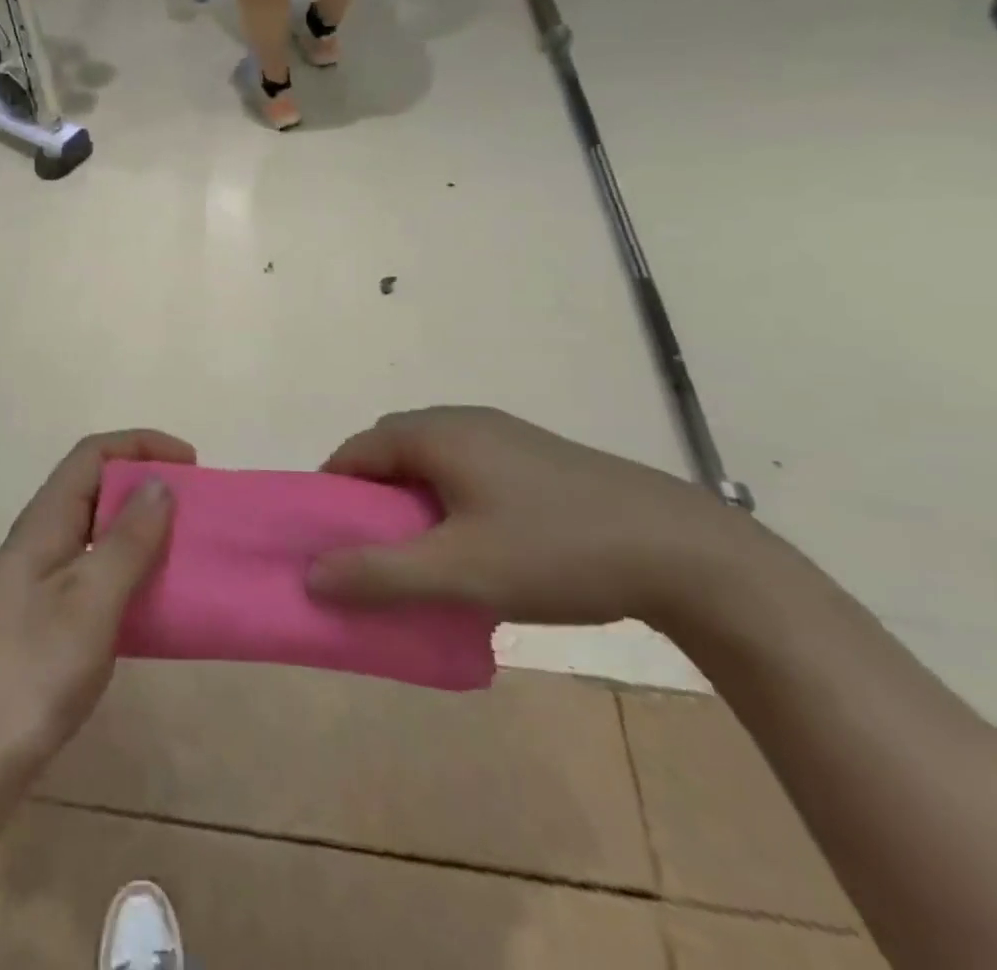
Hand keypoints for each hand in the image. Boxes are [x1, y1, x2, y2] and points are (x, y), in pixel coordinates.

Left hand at [0, 430, 188, 784]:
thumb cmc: (30, 671)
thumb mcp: (89, 600)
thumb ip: (127, 541)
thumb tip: (161, 483)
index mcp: (45, 523)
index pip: (92, 455)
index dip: (141, 445)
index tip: (192, 463)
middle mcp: (41, 542)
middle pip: (96, 489)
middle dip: (146, 486)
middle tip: (196, 509)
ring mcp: (41, 584)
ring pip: (99, 535)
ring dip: (142, 532)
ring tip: (186, 549)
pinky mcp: (47, 623)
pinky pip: (98, 577)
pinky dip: (132, 575)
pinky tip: (157, 602)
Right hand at [307, 408, 752, 627]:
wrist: (686, 552)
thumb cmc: (555, 552)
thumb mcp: (459, 573)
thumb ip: (379, 573)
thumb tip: (311, 574)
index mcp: (436, 433)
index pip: (356, 451)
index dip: (332, 492)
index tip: (327, 540)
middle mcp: (464, 421)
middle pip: (390, 450)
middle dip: (369, 498)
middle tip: (370, 552)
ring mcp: (505, 435)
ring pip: (431, 460)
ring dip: (410, 499)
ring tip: (420, 553)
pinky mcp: (536, 457)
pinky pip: (466, 468)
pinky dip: (447, 498)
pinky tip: (475, 543)